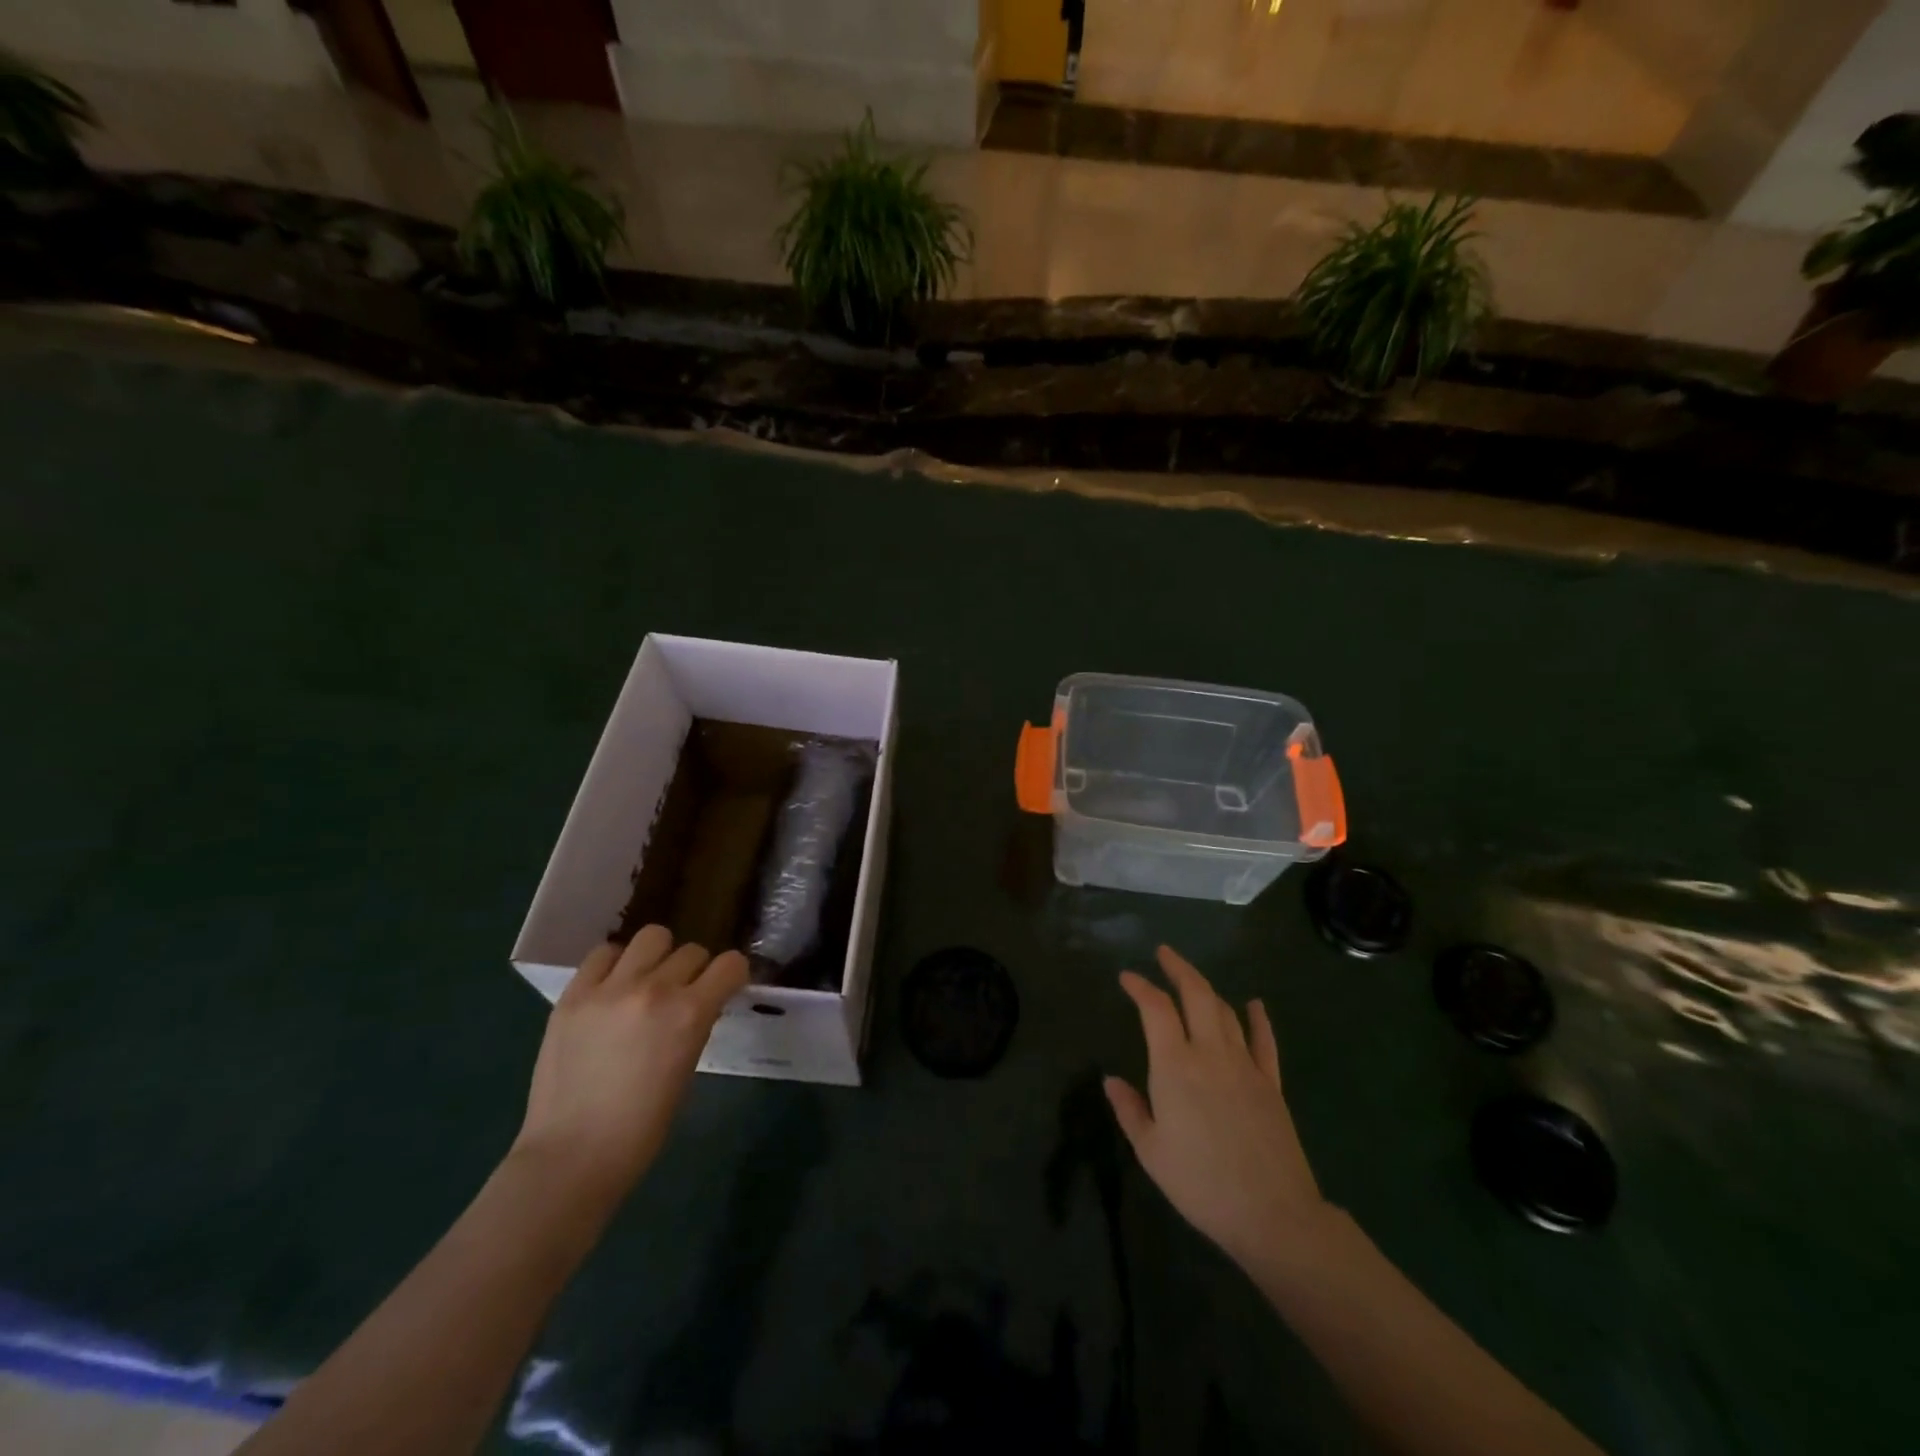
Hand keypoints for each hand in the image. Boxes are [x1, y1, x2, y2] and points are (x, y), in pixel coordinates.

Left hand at [513, 927, 747, 1209]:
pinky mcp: (573, 995)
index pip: (730, 964)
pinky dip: (615, 964)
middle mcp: (654, 989)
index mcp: (690, 1014)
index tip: (725, 987)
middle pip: (692, 951)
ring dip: (658, 956)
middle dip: (695, 970)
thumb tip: (698, 1002)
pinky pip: (604, 953)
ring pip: (651, 937)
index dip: (732, 975)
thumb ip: (695, 1024)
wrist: (572, 1156)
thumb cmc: (642, 1128)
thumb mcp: (687, 1067)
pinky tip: (612, 987)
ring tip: (646, 981)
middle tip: (681, 995)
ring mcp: (610, 988)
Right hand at [1106, 946, 1330, 1270]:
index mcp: (1175, 1066)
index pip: (1155, 1009)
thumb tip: (1111, 1079)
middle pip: (1196, 995)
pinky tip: (1254, 1005)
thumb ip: (1129, 1110)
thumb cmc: (1201, 1184)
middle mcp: (1210, 1053)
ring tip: (1193, 980)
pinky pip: (1264, 1041)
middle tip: (1164, 953)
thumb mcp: (1151, 1151)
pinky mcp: (1271, 1083)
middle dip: (1178, 968)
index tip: (1127, 977)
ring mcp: (1245, 1065)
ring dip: (1207, 989)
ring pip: (1226, 1011)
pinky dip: (1258, 1018)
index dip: (1140, 986)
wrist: (1273, 1214)